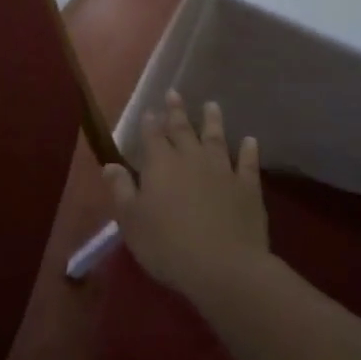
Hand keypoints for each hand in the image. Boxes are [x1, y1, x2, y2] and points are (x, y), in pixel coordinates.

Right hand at [105, 91, 268, 302]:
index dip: (150, 122)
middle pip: (183, 129)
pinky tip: (250, 140)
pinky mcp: (248, 188)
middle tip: (175, 93)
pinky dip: (249, 150)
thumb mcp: (132, 221)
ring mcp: (223, 170)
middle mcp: (191, 159)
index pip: (152, 135)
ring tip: (212, 105)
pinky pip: (248, 163)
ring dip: (213, 121)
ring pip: (216, 139)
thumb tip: (110, 164)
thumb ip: (122, 189)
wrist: (223, 267)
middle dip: (177, 111)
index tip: (149, 109)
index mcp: (160, 164)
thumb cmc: (167, 245)